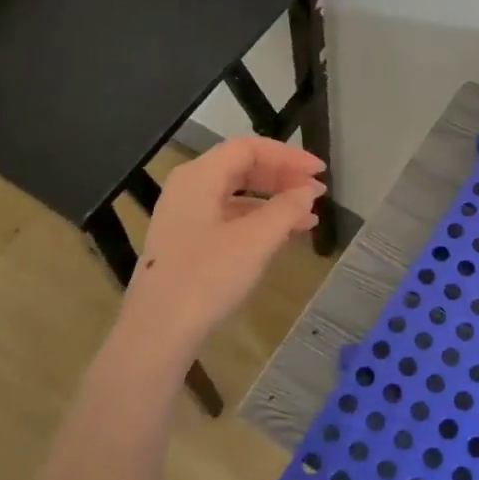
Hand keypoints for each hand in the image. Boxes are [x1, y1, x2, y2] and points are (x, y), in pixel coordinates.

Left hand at [122, 137, 326, 346]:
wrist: (158, 331)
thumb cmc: (207, 277)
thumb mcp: (255, 240)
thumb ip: (286, 209)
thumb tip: (308, 191)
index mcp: (199, 176)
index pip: (249, 148)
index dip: (288, 156)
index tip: (320, 172)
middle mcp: (188, 188)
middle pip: (241, 168)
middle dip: (283, 177)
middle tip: (316, 193)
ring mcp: (184, 216)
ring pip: (236, 195)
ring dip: (274, 201)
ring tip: (308, 218)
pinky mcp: (186, 242)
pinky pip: (228, 218)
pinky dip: (257, 221)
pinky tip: (281, 237)